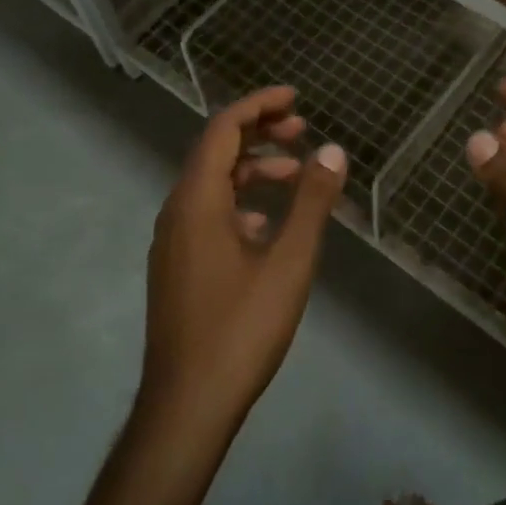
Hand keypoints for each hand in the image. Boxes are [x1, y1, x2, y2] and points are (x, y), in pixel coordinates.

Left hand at [140, 86, 346, 442]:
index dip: (258, 105)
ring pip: (212, 184)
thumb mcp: (289, 262)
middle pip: (215, 151)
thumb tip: (333, 150)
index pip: (223, 128)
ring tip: (296, 175)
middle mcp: (177, 210)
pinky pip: (207, 214)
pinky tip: (268, 226)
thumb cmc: (240, 328)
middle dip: (259, 133)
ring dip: (251, 169)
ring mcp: (172, 240)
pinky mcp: (176, 266)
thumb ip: (311, 202)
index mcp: (197, 199)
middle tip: (302, 130)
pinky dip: (240, 202)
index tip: (295, 98)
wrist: (186, 405)